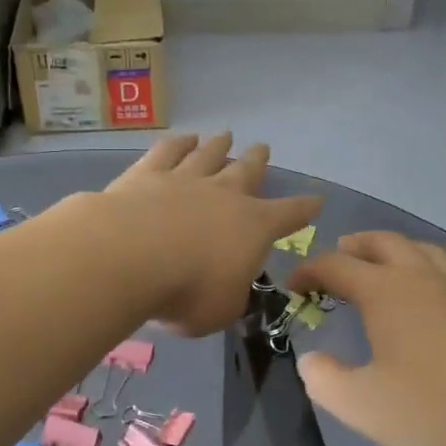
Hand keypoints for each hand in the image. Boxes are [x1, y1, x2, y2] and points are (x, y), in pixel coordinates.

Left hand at [100, 132, 320, 335]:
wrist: (130, 256)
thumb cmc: (187, 291)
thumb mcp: (221, 310)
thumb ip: (230, 297)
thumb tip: (228, 289)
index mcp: (253, 227)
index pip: (288, 215)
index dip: (304, 209)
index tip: (316, 199)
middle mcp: (223, 195)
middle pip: (246, 171)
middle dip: (257, 161)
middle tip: (263, 148)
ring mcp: (184, 179)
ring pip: (207, 155)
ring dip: (218, 145)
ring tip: (224, 135)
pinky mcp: (146, 174)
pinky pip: (168, 151)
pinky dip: (178, 143)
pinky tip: (182, 138)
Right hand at [289, 232, 445, 445]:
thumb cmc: (439, 405)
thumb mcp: (364, 406)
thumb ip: (327, 381)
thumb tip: (311, 361)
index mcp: (385, 292)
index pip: (336, 266)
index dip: (309, 271)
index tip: (293, 285)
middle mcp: (422, 278)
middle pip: (383, 243)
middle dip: (354, 245)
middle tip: (338, 255)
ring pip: (422, 250)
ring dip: (395, 249)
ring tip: (384, 264)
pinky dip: (429, 269)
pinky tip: (434, 294)